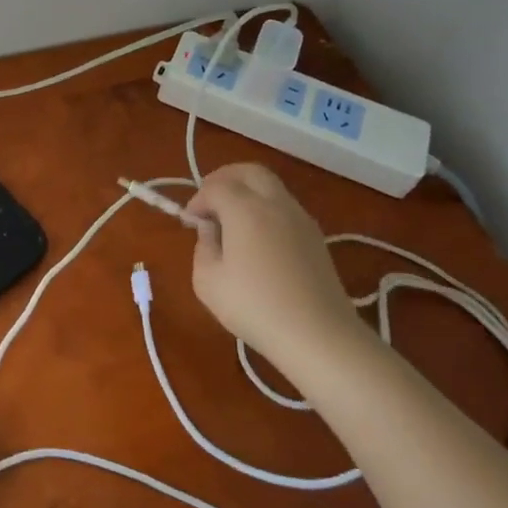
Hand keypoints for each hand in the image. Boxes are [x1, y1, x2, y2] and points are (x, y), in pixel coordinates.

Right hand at [184, 163, 359, 372]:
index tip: (189, 222)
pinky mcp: (315, 236)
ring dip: (247, 193)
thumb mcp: (208, 281)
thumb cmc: (255, 307)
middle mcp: (275, 203)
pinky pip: (284, 206)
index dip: (197, 199)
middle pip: (248, 171)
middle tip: (210, 202)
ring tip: (232, 222)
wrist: (318, 335)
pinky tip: (257, 239)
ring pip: (270, 186)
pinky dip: (265, 209)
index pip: (215, 187)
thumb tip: (211, 231)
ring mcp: (300, 218)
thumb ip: (203, 247)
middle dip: (224, 179)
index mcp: (245, 209)